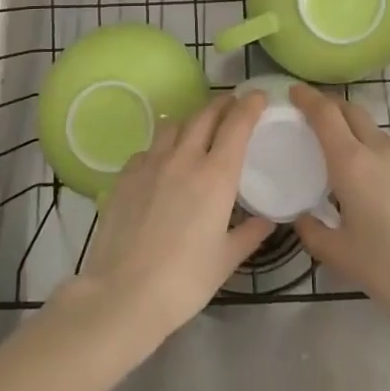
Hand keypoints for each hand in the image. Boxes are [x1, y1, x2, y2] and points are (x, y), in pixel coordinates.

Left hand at [60, 91, 273, 352]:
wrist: (123, 294)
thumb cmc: (184, 281)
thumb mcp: (226, 260)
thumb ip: (249, 234)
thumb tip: (266, 220)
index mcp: (216, 175)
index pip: (237, 125)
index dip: (249, 106)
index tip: (258, 96)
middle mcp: (184, 159)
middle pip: (204, 116)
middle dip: (221, 105)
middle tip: (231, 105)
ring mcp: (150, 164)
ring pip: (174, 125)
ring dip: (191, 121)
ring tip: (197, 129)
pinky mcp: (125, 175)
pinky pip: (148, 149)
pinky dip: (161, 147)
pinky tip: (161, 162)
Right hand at [290, 83, 389, 318]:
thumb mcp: (343, 257)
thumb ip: (315, 235)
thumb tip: (302, 219)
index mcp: (352, 162)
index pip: (325, 114)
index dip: (307, 98)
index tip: (294, 91)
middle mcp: (381, 149)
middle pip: (352, 111)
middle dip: (331, 106)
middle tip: (313, 115)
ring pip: (375, 132)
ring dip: (355, 132)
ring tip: (345, 157)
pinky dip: (378, 154)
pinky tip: (378, 185)